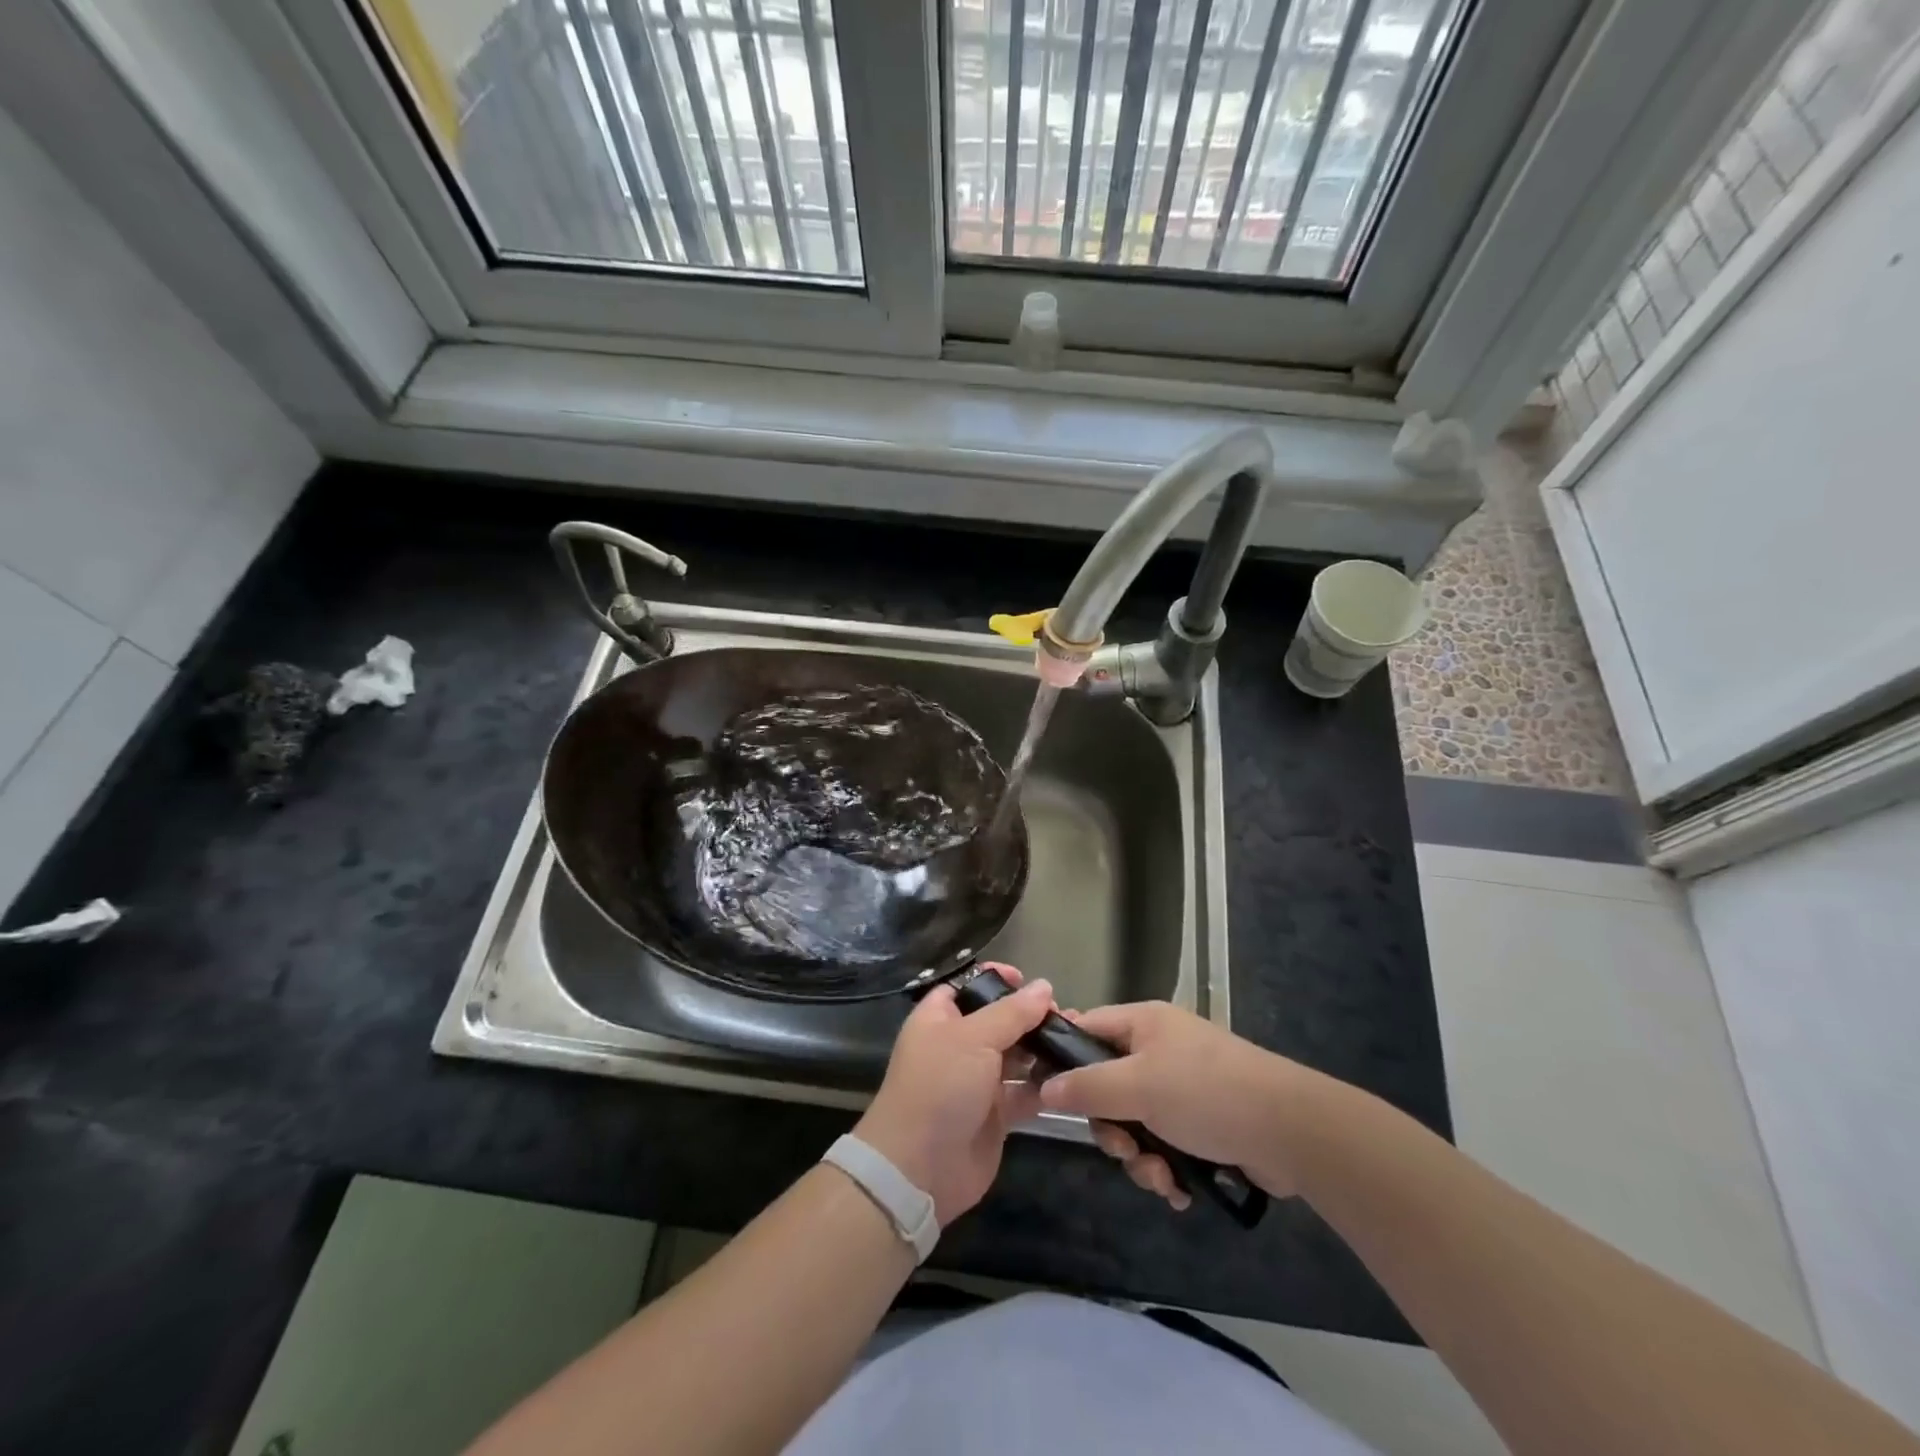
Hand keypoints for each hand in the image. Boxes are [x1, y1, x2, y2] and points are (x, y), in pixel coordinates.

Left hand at [853, 964, 1052, 1225]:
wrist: (919, 1167)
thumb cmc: (940, 1086)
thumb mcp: (974, 1038)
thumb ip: (1012, 1012)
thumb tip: (1044, 986)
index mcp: (939, 1019)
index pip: (967, 987)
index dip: (995, 980)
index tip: (1028, 980)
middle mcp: (957, 1046)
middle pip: (998, 1022)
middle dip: (1030, 1016)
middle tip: (1065, 1015)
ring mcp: (976, 1082)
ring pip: (1015, 1057)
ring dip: (1042, 1049)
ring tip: (1076, 1041)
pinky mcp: (995, 1116)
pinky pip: (1024, 1093)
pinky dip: (1044, 1086)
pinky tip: (1071, 1077)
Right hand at [1037, 1002, 1314, 1207]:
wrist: (1291, 1130)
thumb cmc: (1207, 1094)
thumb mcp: (1138, 1086)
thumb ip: (1087, 1087)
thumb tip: (1044, 1088)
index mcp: (1143, 1023)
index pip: (1086, 1028)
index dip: (1064, 1059)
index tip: (1049, 1095)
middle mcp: (1159, 1049)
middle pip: (1107, 1085)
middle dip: (1111, 1127)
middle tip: (1123, 1148)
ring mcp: (1182, 1086)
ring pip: (1134, 1121)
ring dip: (1140, 1157)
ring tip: (1162, 1177)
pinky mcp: (1203, 1122)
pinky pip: (1163, 1143)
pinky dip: (1166, 1168)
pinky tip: (1180, 1189)